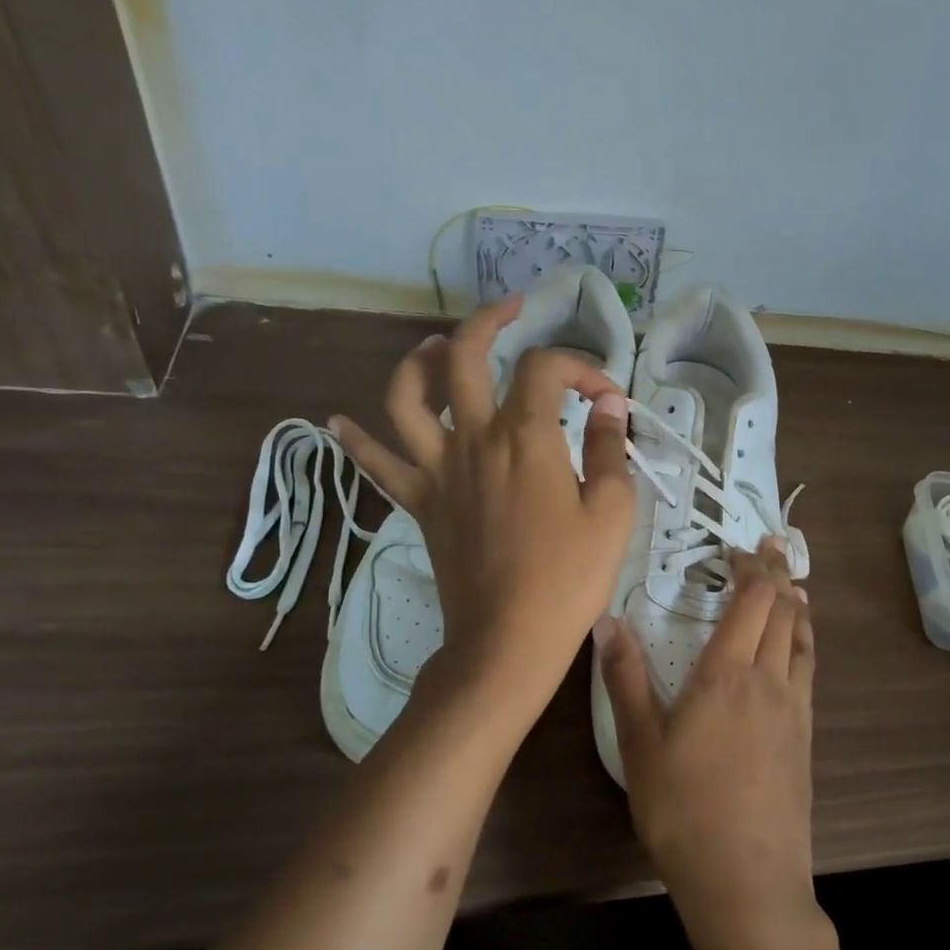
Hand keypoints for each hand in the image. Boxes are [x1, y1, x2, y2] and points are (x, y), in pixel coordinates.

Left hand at [331, 296, 635, 717]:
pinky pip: (378, 464)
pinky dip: (356, 439)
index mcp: (526, 436)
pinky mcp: (420, 502)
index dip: (581, 367)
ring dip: (418, 362)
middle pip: (465, 358)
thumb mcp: (612, 510)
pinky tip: (338, 421)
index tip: (607, 396)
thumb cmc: (569, 577)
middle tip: (511, 310)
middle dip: (488, 322)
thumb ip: (608, 448)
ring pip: (407, 397)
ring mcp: (439, 469)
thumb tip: (609, 405)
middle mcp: (474, 438)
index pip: (547, 369)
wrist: (508, 639)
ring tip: (435, 348)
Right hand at [597, 539, 818, 948]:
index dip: (751, 567)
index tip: (740, 547)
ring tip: (792, 586)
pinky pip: (810, 669)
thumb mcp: (640, 745)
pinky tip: (799, 648)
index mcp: (726, 674)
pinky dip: (805, 641)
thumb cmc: (684, 810)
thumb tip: (606, 620)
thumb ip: (625, 679)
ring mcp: (794, 709)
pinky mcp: (806, 737)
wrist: (747, 879)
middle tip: (771, 548)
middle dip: (776, 573)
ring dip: (796, 605)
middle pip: (781, 610)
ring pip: (802, 638)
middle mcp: (767, 679)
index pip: (750, 601)